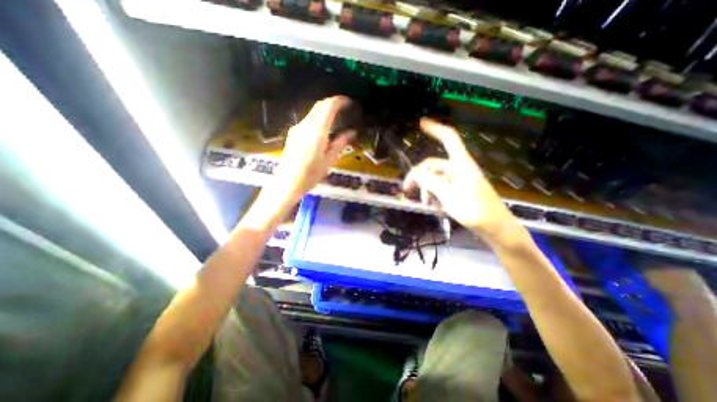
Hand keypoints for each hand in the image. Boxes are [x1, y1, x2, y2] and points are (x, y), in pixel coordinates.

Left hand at [273, 96, 351, 201]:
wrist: (287, 183)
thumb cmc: (310, 175)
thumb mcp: (328, 161)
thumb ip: (340, 144)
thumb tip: (351, 132)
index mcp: (316, 133)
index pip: (327, 107)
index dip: (338, 101)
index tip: (348, 102)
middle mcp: (305, 126)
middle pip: (318, 106)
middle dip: (332, 103)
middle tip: (344, 108)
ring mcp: (297, 129)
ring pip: (312, 112)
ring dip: (324, 111)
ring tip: (336, 118)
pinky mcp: (293, 134)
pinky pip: (307, 120)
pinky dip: (318, 119)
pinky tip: (323, 128)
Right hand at [401, 118, 524, 246]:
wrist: (496, 229)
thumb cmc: (476, 211)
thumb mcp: (449, 196)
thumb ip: (431, 182)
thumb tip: (416, 173)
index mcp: (461, 165)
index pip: (449, 139)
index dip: (435, 129)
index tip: (421, 123)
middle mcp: (459, 169)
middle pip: (434, 165)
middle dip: (419, 177)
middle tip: (407, 190)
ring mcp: (460, 181)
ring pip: (436, 179)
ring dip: (427, 190)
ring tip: (426, 204)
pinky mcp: (460, 191)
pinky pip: (441, 188)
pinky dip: (434, 195)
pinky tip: (434, 207)